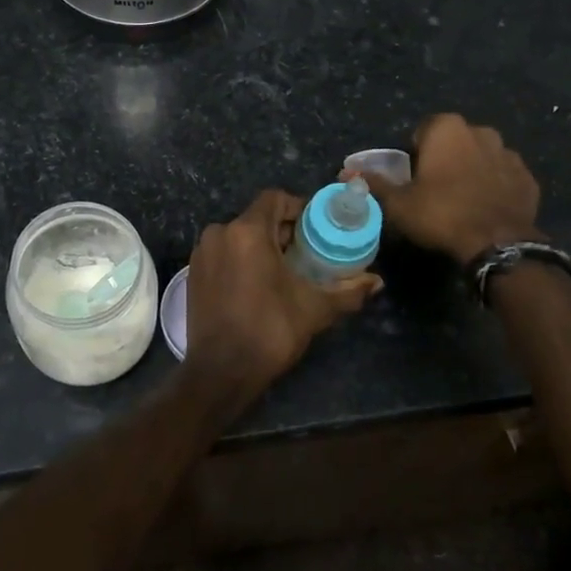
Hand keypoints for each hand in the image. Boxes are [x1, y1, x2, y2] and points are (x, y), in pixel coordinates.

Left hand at [184, 189, 381, 396]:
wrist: (221, 372)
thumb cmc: (269, 331)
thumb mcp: (314, 309)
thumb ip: (348, 292)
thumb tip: (377, 282)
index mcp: (247, 231)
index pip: (275, 198)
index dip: (298, 208)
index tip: (316, 228)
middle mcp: (219, 233)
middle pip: (257, 217)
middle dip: (283, 231)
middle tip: (308, 252)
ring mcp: (202, 253)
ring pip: (239, 236)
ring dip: (262, 246)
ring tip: (285, 270)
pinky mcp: (193, 273)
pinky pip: (224, 253)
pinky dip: (242, 259)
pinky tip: (259, 284)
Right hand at [348, 114, 540, 265]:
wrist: (498, 243)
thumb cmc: (441, 214)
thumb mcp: (398, 203)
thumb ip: (374, 183)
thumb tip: (345, 173)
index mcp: (447, 128)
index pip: (423, 130)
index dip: (415, 153)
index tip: (413, 177)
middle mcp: (481, 131)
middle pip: (454, 141)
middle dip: (445, 158)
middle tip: (434, 190)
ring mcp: (509, 153)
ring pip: (481, 156)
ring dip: (471, 170)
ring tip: (462, 200)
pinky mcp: (527, 177)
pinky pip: (503, 176)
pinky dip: (495, 186)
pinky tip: (485, 209)